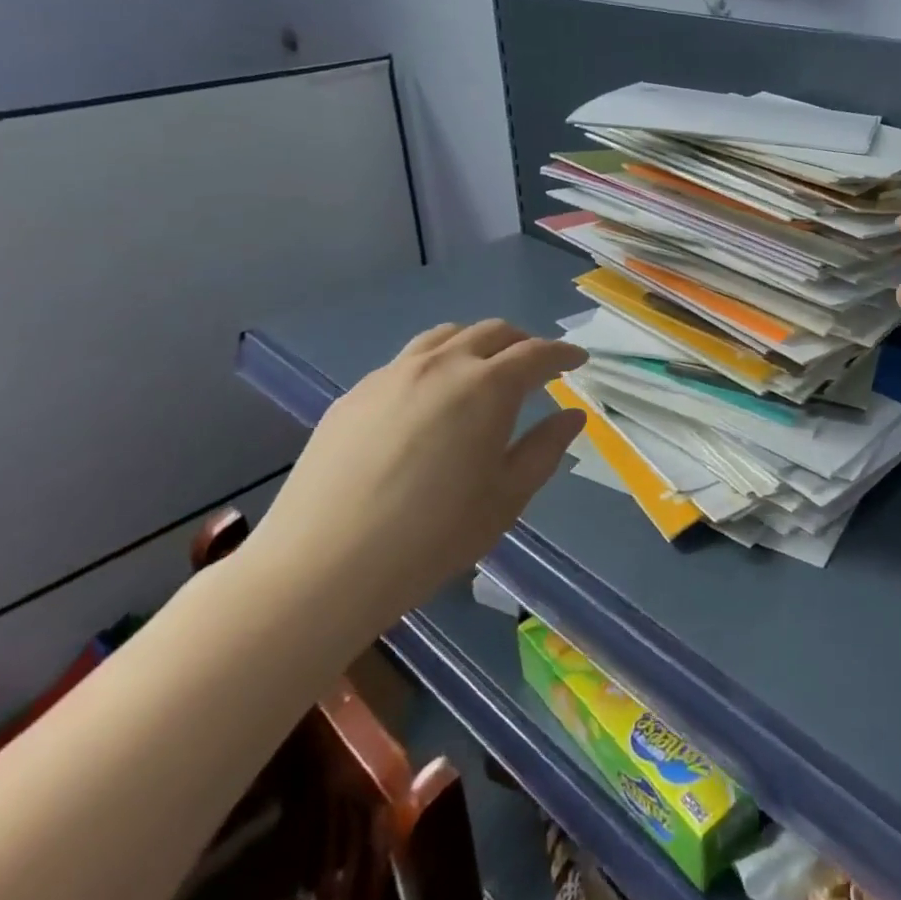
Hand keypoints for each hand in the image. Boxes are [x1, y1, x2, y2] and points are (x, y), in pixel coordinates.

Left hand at [244, 320, 587, 637]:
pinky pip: (406, 362)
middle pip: (491, 332)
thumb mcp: (507, 497)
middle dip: (522, 343)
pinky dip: (435, 364)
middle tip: (536, 366)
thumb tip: (572, 415)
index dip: (562, 354)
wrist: (321, 567)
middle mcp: (442, 365)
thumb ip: (546, 448)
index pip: (536, 353)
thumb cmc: (433, 536)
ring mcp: (391, 375)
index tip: (578, 360)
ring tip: (484, 370)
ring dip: (476, 344)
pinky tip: (429, 401)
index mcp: (488, 387)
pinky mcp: (354, 396)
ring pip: (445, 337)